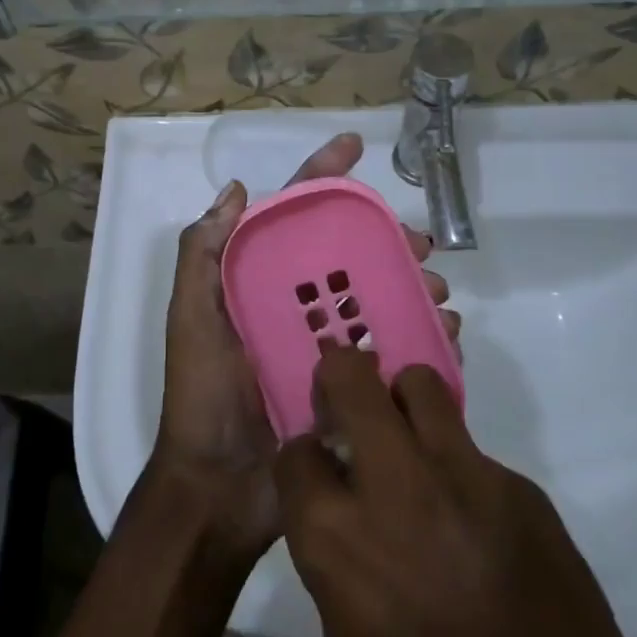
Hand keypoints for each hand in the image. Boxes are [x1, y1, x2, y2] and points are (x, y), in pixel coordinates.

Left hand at [152, 133, 455, 562]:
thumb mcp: (190, 319)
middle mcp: (297, 306)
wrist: (221, 489)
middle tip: (421, 246)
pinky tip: (446, 337)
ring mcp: (327, 346)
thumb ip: (201, 256)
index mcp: (260, 283)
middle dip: (387, 240)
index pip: (293, 217)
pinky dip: (422, 337)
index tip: (355, 147)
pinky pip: (393, 351)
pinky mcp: (351, 387)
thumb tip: (236, 189)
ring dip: (414, 287)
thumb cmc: (203, 396)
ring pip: (379, 299)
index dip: (323, 177)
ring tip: (438, 296)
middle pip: (349, 256)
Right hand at [276, 350, 636, 636]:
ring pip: (420, 386)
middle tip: (345, 406)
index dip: (303, 460)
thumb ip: (335, 564)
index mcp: (341, 541)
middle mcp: (398, 488)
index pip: (295, 453)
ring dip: (401, 402)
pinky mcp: (522, 486)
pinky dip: (457, 469)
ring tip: (409, 446)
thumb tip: (338, 514)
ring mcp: (468, 477)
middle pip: (352, 377)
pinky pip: (472, 450)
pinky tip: (473, 526)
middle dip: (338, 377)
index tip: (316, 471)